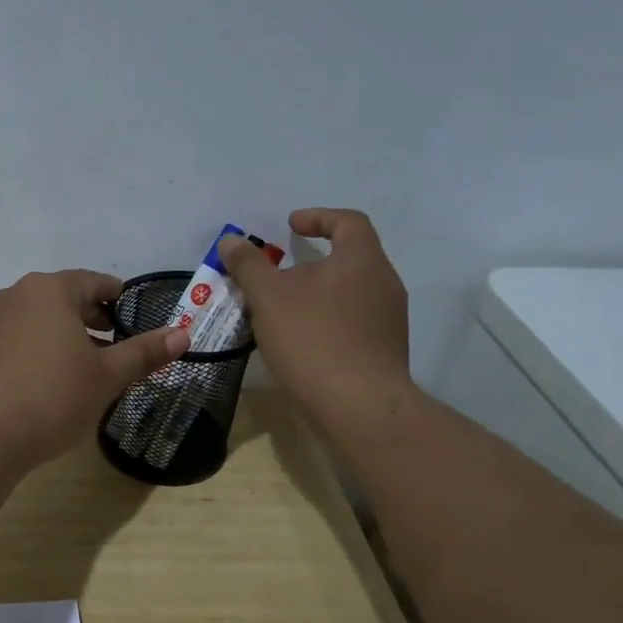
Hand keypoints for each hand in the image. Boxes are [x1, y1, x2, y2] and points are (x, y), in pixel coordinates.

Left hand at [0, 270, 189, 472]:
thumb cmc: (52, 397)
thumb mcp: (107, 376)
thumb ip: (144, 352)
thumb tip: (184, 333)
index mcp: (51, 290)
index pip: (94, 282)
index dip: (118, 297)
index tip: (133, 315)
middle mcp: (17, 295)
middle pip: (65, 298)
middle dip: (93, 318)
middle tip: (116, 343)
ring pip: (40, 319)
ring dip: (66, 335)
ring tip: (86, 366)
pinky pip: (19, 338)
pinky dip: (41, 349)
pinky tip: (50, 380)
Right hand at [218, 209, 415, 433]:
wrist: (359, 405)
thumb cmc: (313, 339)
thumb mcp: (269, 297)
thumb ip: (249, 265)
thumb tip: (231, 240)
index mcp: (362, 259)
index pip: (348, 222)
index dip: (318, 217)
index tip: (290, 226)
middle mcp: (385, 283)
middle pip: (349, 259)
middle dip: (311, 263)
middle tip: (278, 277)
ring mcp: (390, 319)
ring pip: (350, 293)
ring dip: (318, 295)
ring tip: (284, 312)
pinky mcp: (386, 350)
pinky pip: (354, 322)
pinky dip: (328, 321)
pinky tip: (303, 342)